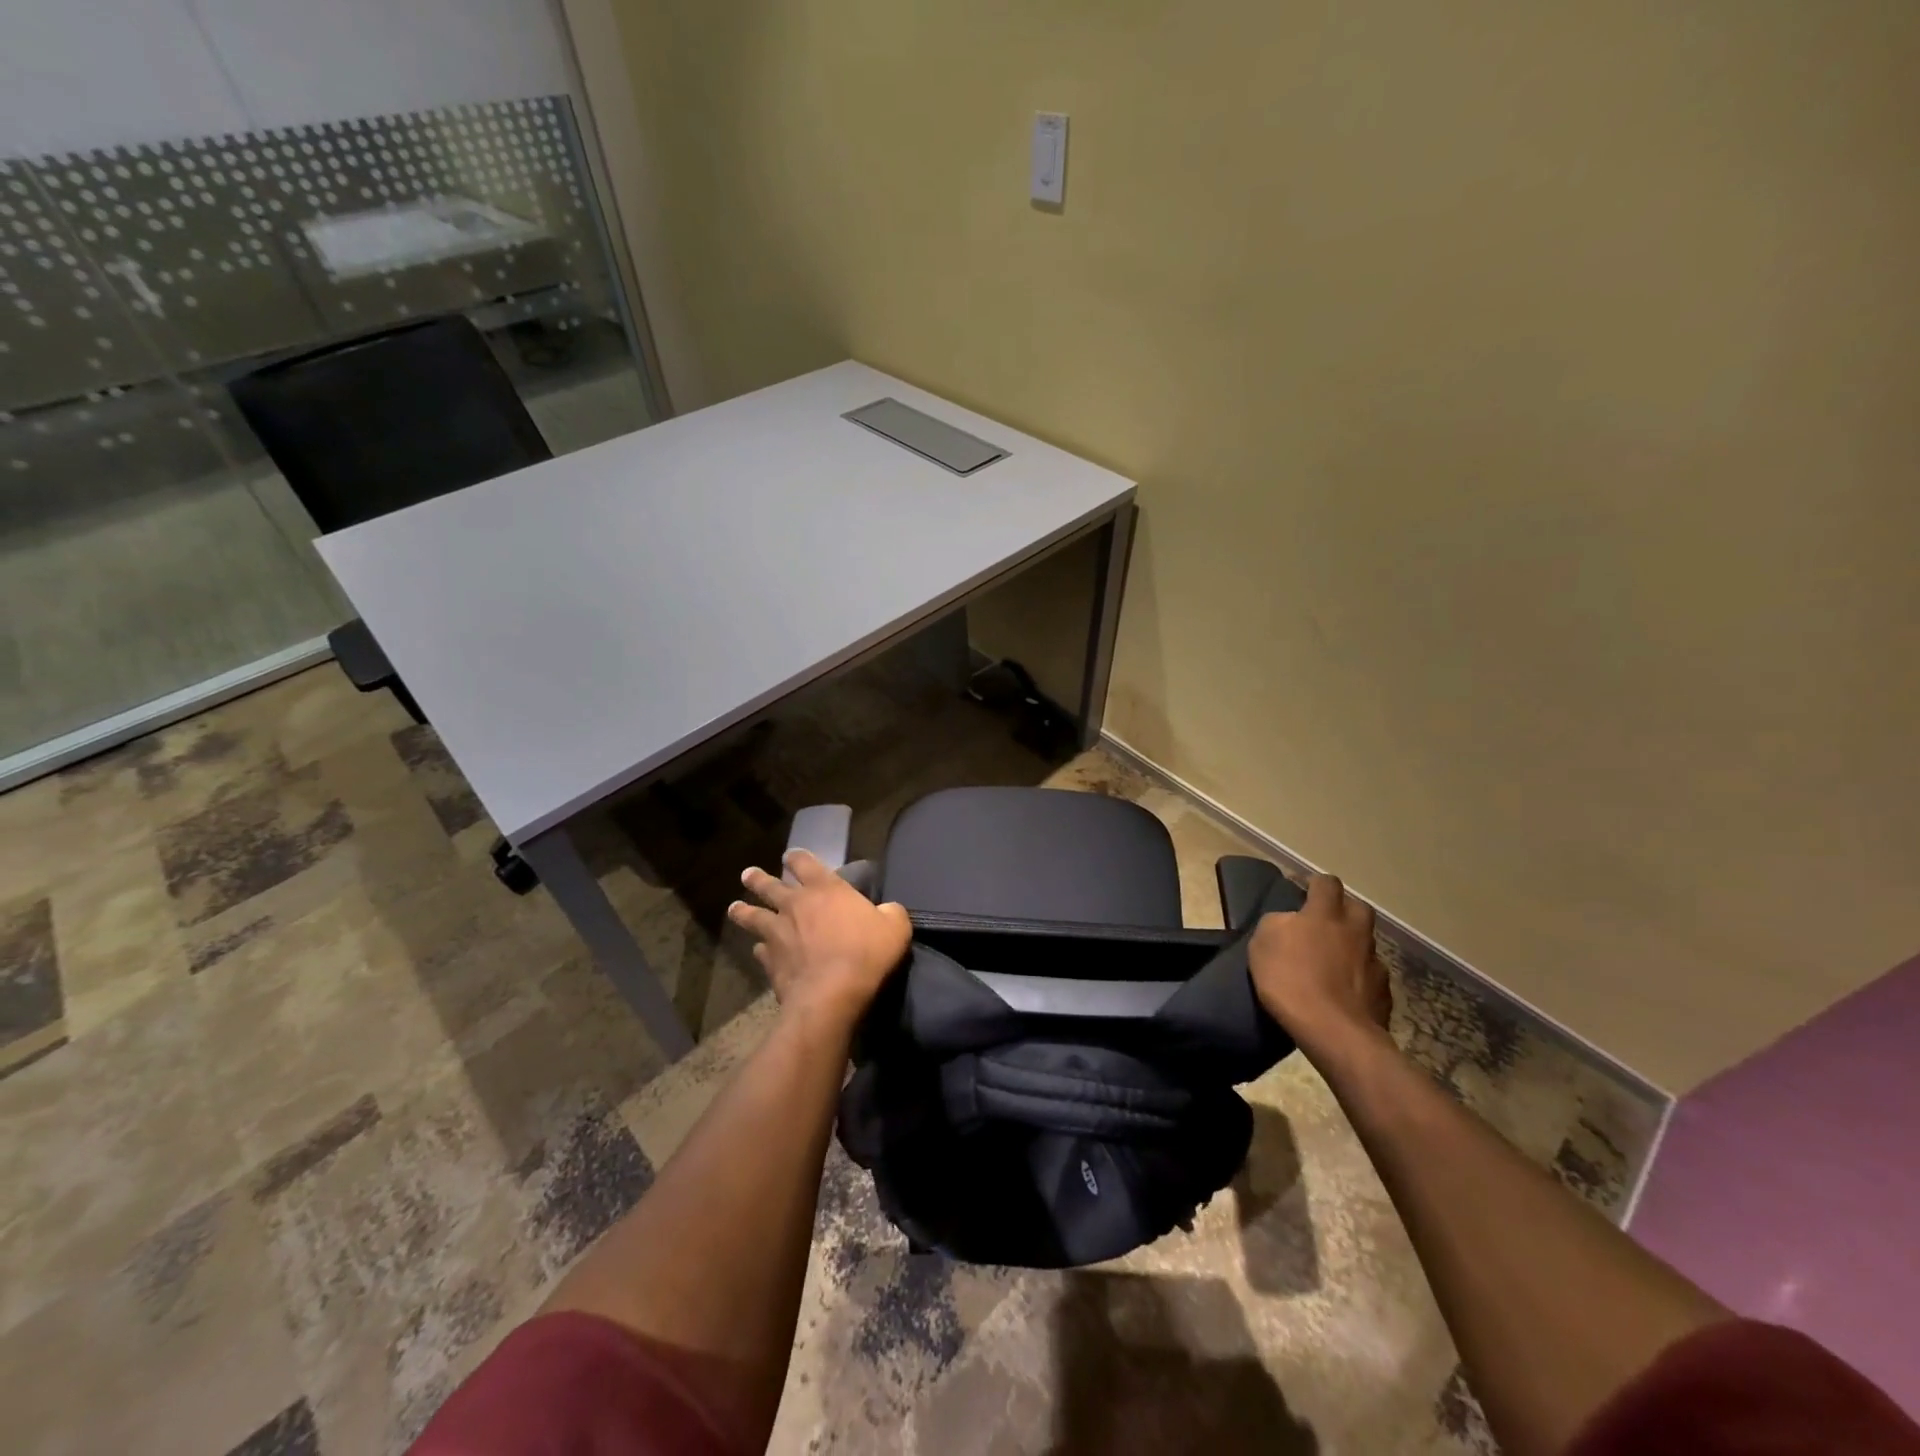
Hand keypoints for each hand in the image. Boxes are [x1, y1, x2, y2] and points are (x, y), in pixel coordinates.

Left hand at [727, 850, 911, 1027]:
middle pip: (769, 886)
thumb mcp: (895, 927)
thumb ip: (890, 913)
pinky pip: (760, 951)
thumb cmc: (866, 953)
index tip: (790, 856)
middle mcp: (795, 905)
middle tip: (747, 874)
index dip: (796, 857)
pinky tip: (759, 952)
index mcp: (825, 889)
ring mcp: (778, 934)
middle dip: (758, 879)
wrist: (832, 995)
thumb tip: (887, 910)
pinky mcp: (770, 962)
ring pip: (753, 916)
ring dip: (743, 911)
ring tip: (735, 908)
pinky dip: (760, 950)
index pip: (804, 862)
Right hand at [1248, 874, 1391, 1059]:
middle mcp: (1355, 931)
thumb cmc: (1290, 980)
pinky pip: (1371, 976)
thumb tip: (1290, 921)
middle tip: (1324, 925)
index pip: (1326, 883)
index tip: (1304, 893)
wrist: (1333, 1031)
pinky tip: (1345, 992)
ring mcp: (1374, 962)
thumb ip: (1278, 923)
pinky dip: (1360, 979)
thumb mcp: (1262, 943)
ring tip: (1333, 963)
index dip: (1315, 885)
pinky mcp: (1384, 992)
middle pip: (1357, 907)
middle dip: (1343, 910)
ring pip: (1366, 943)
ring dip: (1352, 946)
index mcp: (1325, 914)